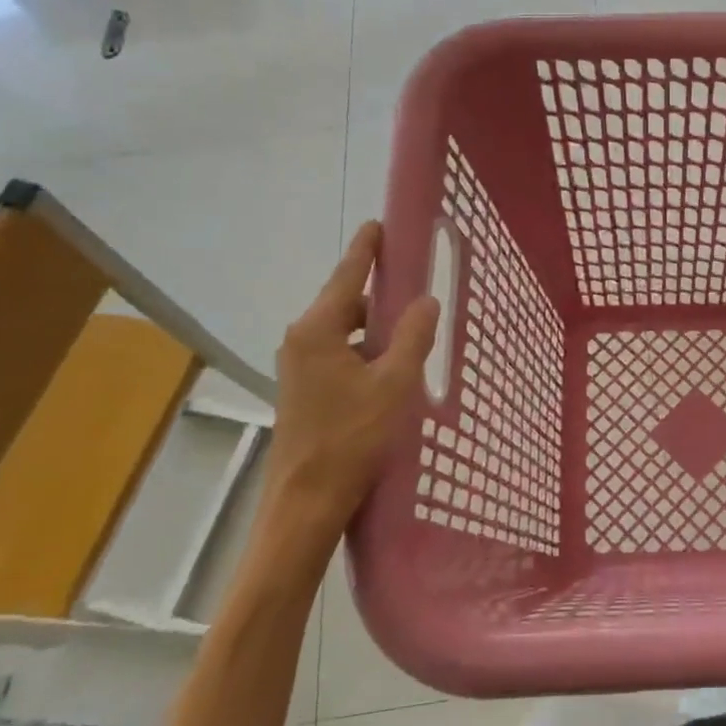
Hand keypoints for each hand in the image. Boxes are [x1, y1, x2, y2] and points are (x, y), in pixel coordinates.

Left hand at [253, 222, 438, 571]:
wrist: (306, 501)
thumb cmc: (351, 437)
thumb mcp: (394, 384)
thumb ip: (412, 337)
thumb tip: (425, 301)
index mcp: (318, 329)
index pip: (347, 275)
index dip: (366, 249)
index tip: (379, 224)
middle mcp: (302, 340)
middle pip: (344, 301)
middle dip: (377, 292)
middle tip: (414, 283)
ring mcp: (300, 366)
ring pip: (343, 331)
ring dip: (374, 326)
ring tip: (411, 329)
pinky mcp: (305, 389)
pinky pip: (339, 353)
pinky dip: (365, 350)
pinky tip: (392, 368)